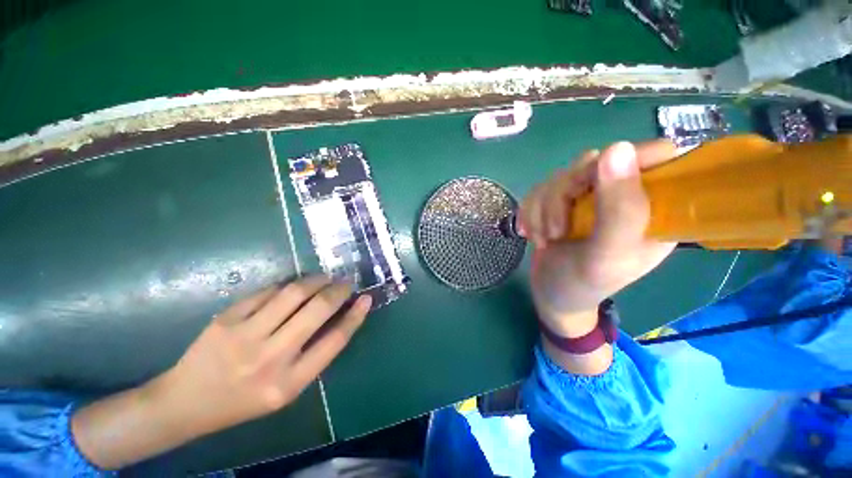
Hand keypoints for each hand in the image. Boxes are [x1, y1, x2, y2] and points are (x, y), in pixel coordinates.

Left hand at [72, 276, 370, 469]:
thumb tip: (339, 317)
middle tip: (346, 281)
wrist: (185, 402)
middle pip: (318, 310)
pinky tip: (293, 286)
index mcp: (290, 383)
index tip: (367, 298)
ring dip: (316, 280)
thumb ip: (313, 355)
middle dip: (338, 290)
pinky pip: (267, 291)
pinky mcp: (227, 318)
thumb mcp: (286, 390)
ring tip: (324, 277)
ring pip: (294, 293)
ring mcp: (245, 335)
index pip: (335, 341)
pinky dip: (287, 285)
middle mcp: (270, 358)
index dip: (355, 316)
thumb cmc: (243, 400)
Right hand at [519, 141, 677, 370]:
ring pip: (559, 177)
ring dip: (543, 209)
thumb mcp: (607, 256)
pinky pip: (538, 189)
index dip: (624, 160)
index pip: (656, 157)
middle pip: (594, 163)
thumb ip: (620, 210)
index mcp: (653, 208)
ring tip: (546, 238)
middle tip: (559, 229)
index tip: (591, 185)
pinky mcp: (559, 202)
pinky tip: (532, 233)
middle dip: (564, 195)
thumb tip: (618, 148)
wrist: (550, 295)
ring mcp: (587, 197)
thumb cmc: (583, 284)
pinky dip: (530, 212)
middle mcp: (621, 196)